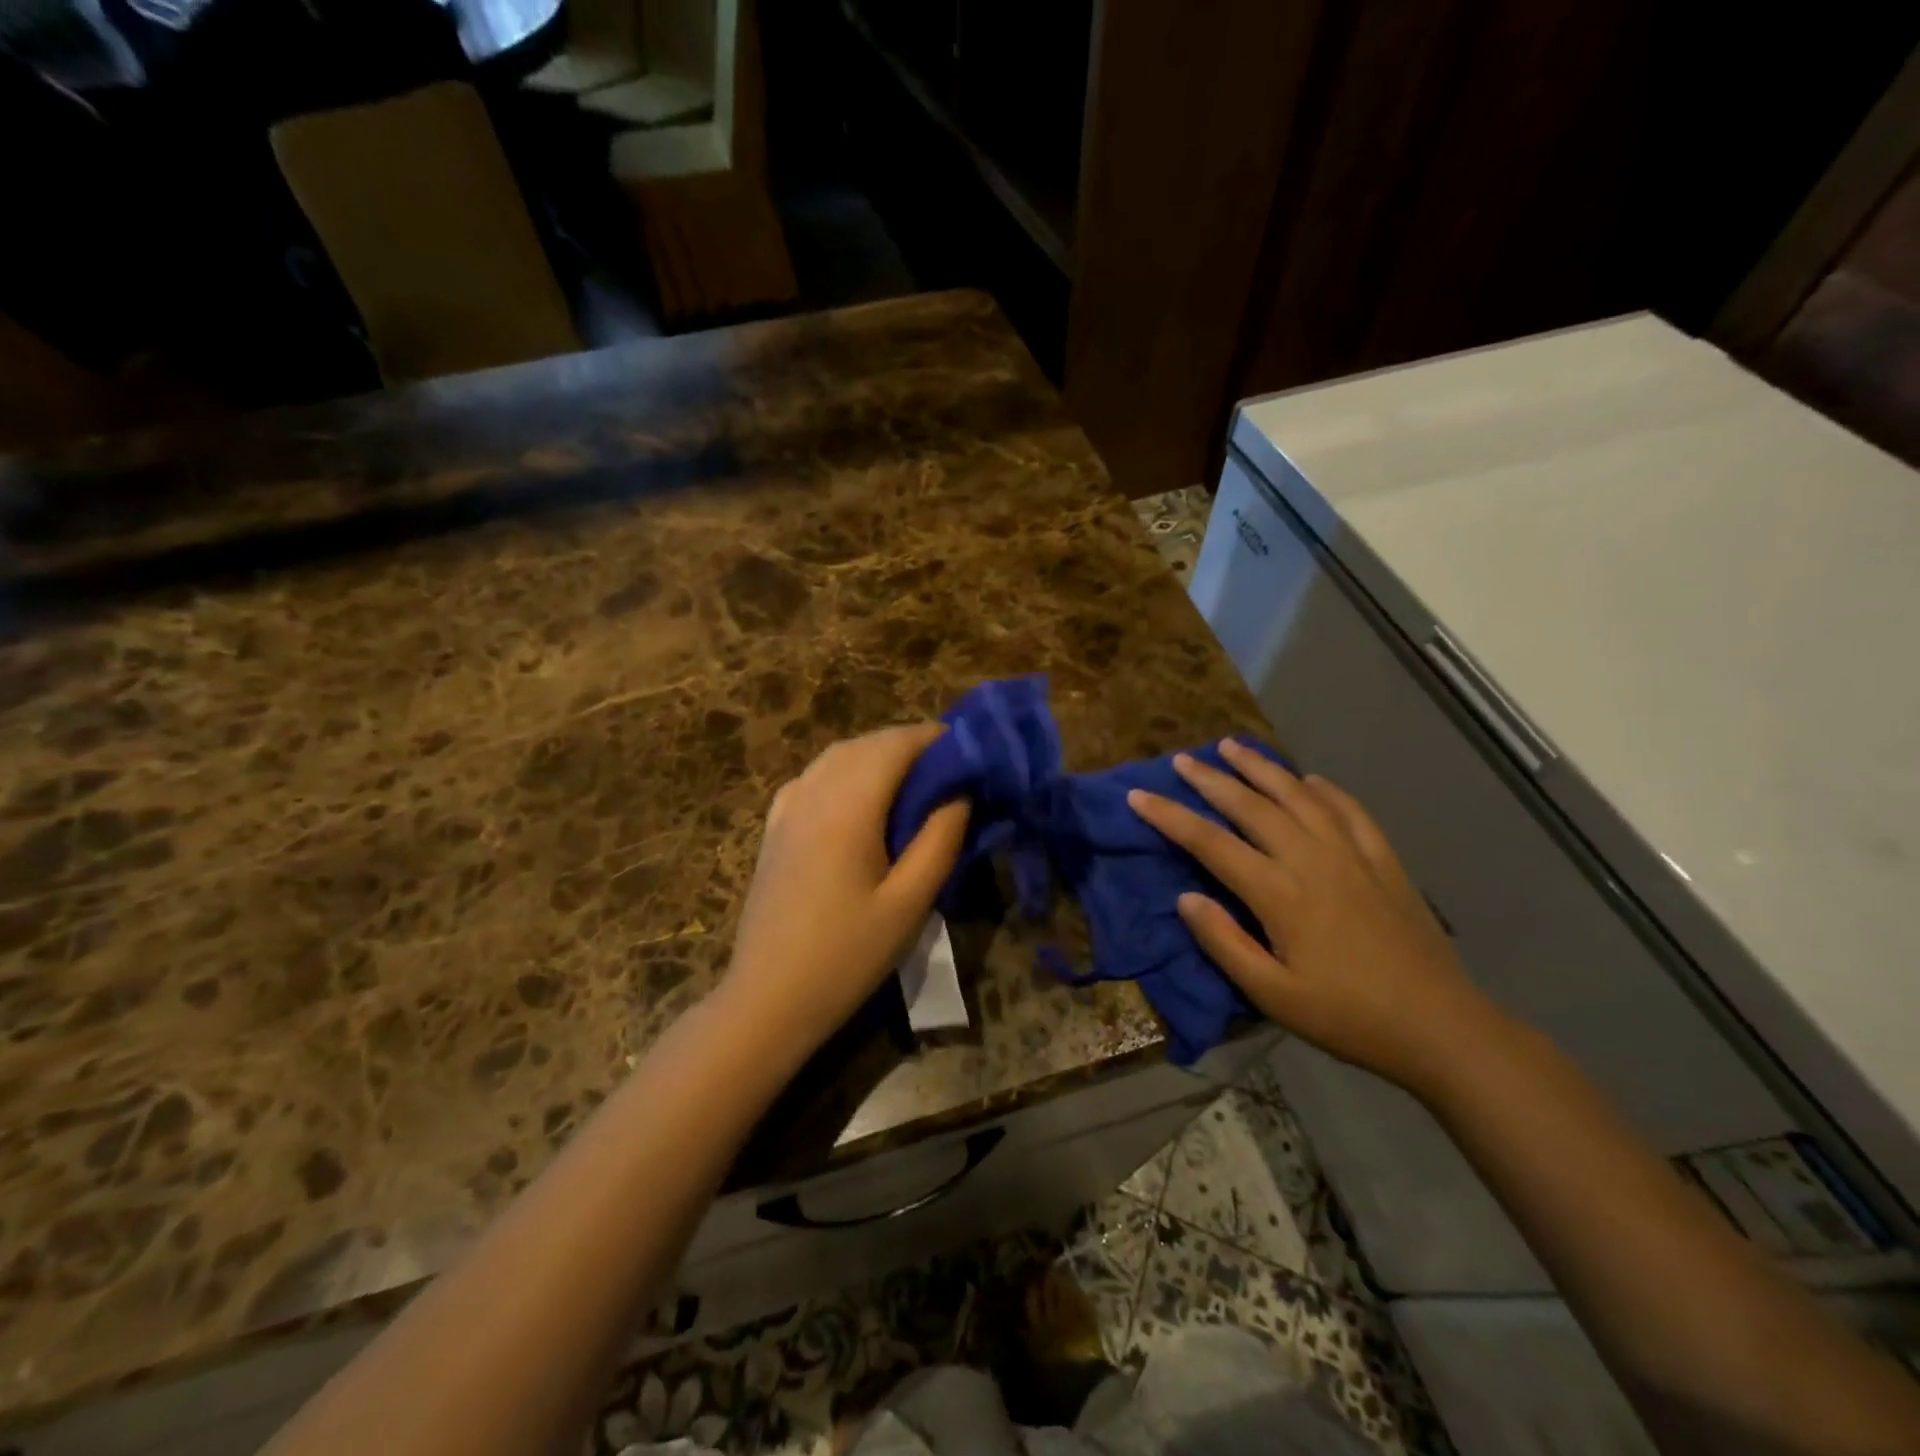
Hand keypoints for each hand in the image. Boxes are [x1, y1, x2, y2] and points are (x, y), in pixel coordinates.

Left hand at [721, 724, 969, 1053]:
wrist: (768, 999)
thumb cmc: (847, 956)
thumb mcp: (909, 903)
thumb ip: (940, 839)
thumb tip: (959, 793)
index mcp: (847, 808)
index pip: (894, 746)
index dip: (932, 738)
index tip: (968, 749)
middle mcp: (813, 794)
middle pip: (865, 745)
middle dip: (908, 744)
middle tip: (949, 767)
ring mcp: (786, 810)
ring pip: (836, 756)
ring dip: (876, 753)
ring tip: (913, 778)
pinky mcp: (774, 829)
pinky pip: (813, 778)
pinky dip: (844, 770)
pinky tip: (859, 795)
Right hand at [1128, 740, 1504, 1092]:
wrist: (1440, 1026)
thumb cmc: (1347, 1016)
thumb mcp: (1273, 996)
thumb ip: (1224, 943)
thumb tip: (1184, 898)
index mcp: (1279, 893)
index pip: (1211, 843)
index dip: (1170, 817)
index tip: (1138, 796)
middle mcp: (1311, 859)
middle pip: (1251, 806)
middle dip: (1211, 779)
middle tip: (1183, 759)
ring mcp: (1351, 854)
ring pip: (1297, 795)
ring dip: (1261, 768)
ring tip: (1233, 746)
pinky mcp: (1383, 859)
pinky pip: (1348, 809)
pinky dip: (1323, 788)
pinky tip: (1309, 779)